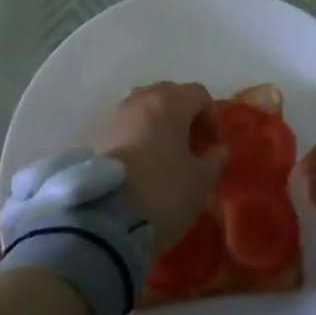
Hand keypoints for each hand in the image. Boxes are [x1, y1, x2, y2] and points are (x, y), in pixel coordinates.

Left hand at [94, 83, 224, 243]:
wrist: (103, 220)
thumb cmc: (163, 193)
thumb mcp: (201, 182)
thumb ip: (214, 160)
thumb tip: (218, 149)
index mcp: (170, 102)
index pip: (199, 94)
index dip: (212, 117)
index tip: (214, 146)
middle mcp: (141, 100)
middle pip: (170, 97)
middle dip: (185, 118)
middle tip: (192, 148)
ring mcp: (116, 117)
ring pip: (146, 112)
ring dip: (160, 128)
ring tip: (167, 159)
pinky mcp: (97, 137)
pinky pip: (127, 129)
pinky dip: (139, 140)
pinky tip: (143, 168)